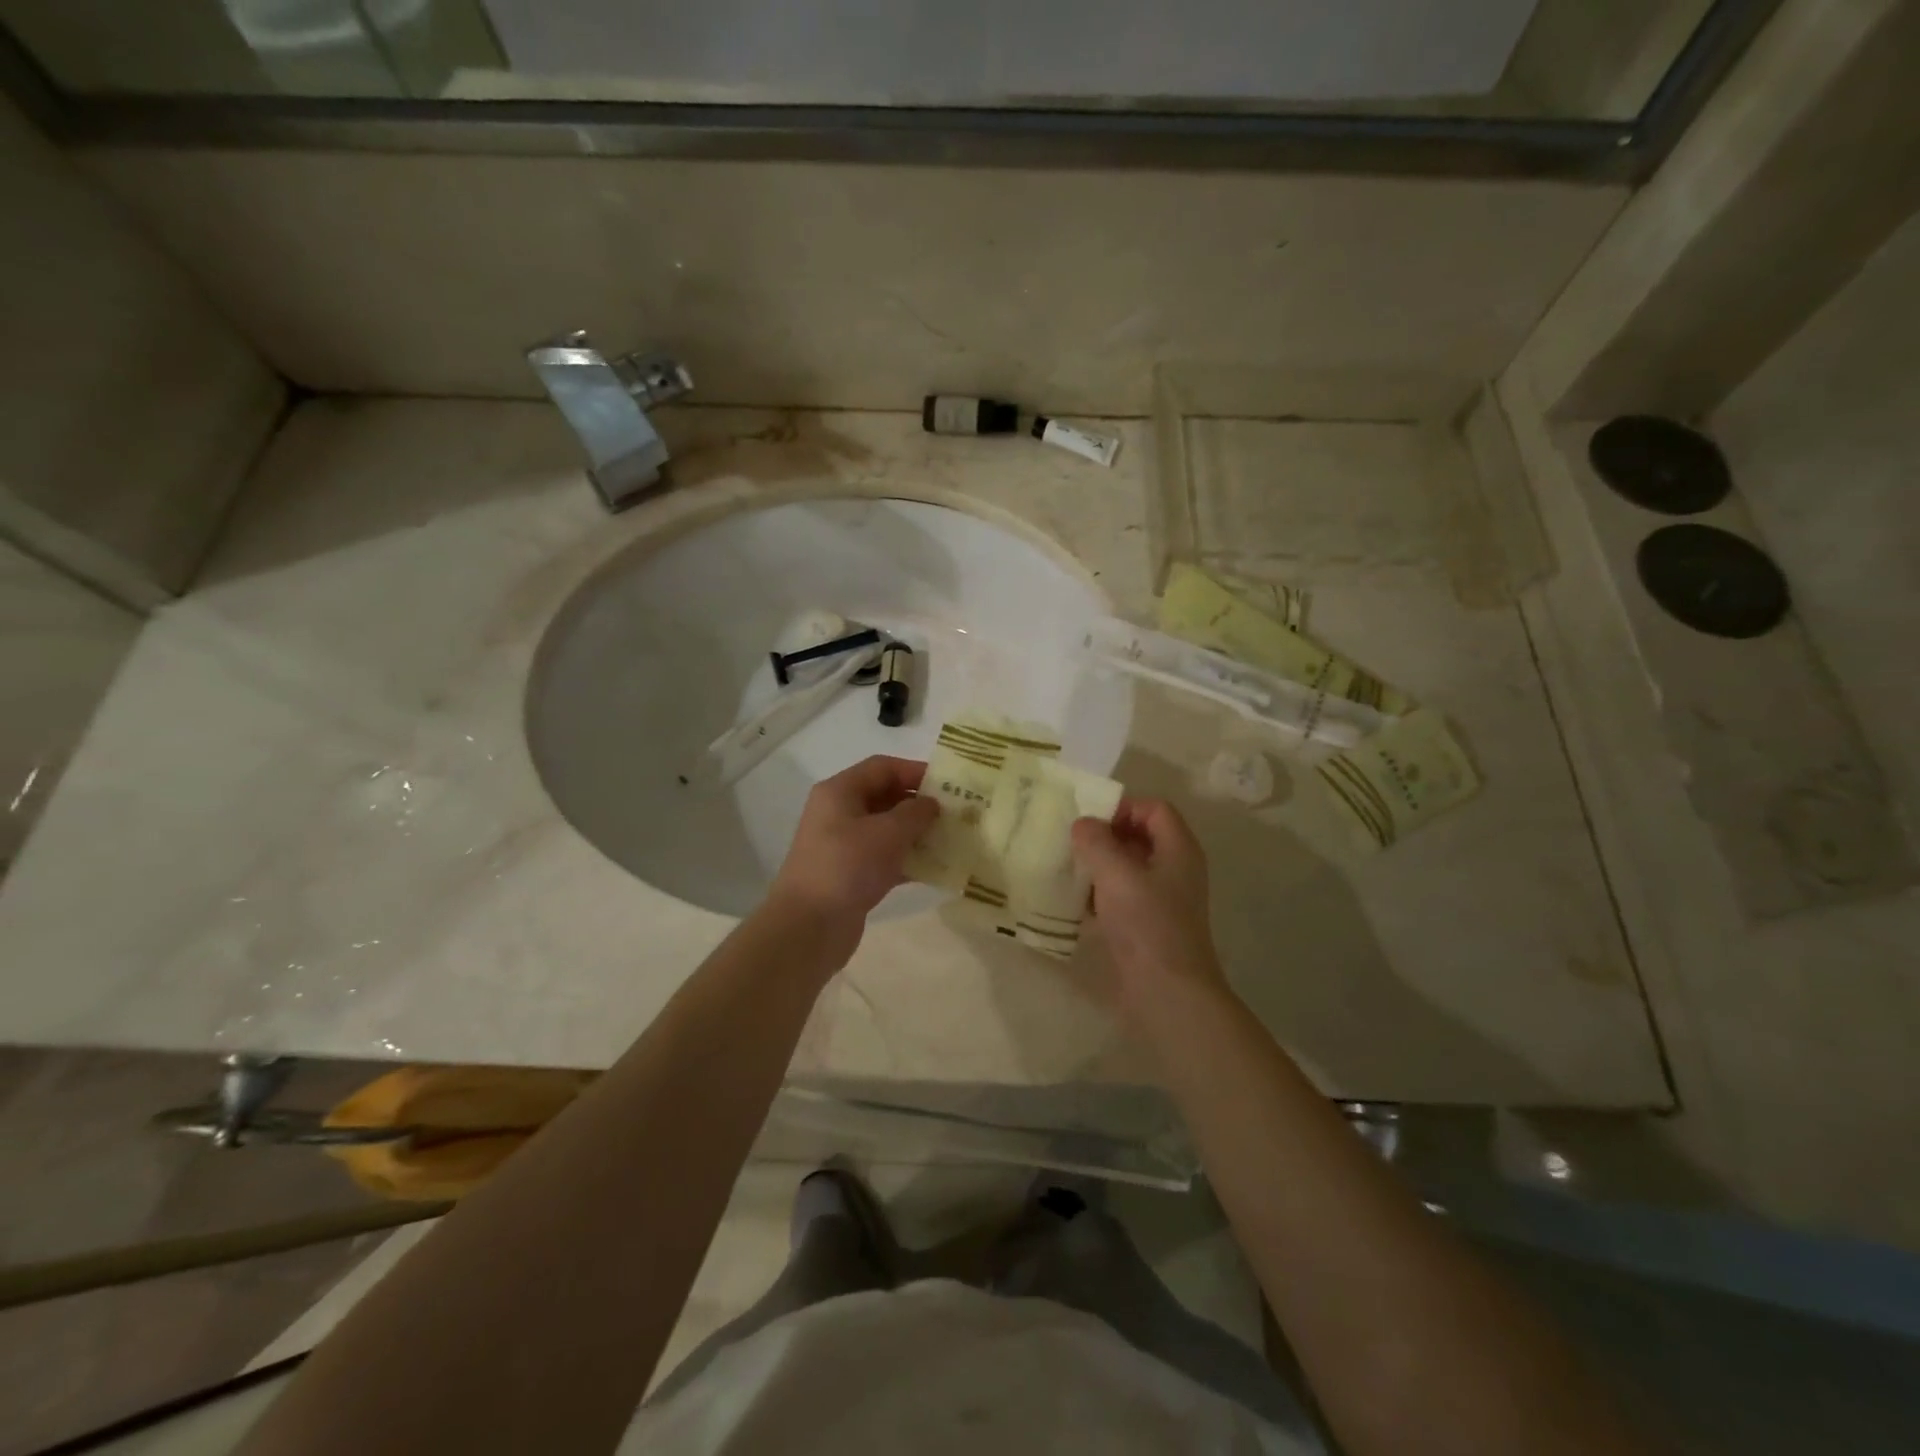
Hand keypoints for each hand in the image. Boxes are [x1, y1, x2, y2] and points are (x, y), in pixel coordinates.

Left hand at [767, 756, 939, 956]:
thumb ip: (915, 812)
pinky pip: (885, 858)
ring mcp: (844, 846)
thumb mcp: (888, 832)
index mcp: (840, 792)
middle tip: (955, 813)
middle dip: (919, 803)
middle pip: (885, 796)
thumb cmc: (847, 866)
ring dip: (917, 833)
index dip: (915, 771)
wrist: (809, 927)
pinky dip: (908, 860)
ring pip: (887, 830)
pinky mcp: (851, 875)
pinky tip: (936, 868)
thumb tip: (931, 804)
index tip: (948, 783)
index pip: (882, 767)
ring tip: (952, 838)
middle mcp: (839, 813)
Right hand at [1071, 798, 1230, 1020]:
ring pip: (1128, 867)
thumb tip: (1082, 824)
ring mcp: (1163, 900)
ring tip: (1067, 870)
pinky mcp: (1147, 925)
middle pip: (1140, 836)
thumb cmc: (1146, 924)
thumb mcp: (1116, 874)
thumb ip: (1096, 841)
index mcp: (1178, 849)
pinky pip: (1122, 897)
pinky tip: (1074, 903)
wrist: (1166, 993)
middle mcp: (1175, 869)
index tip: (1089, 822)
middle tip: (1071, 843)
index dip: (1122, 807)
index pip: (1154, 808)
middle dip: (1105, 836)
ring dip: (1099, 866)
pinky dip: (1100, 894)